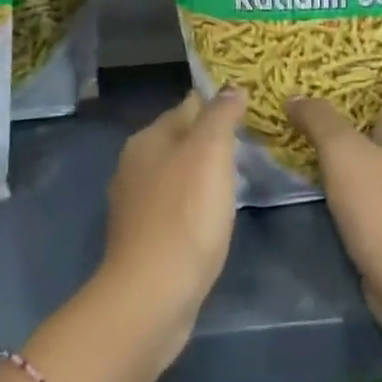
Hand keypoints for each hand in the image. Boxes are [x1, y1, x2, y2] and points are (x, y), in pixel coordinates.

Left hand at [98, 88, 246, 360]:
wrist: (152, 293)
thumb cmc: (186, 215)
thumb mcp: (210, 153)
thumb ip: (220, 116)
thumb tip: (231, 87)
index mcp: (148, 139)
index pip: (187, 107)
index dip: (216, 105)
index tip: (246, 110)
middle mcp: (134, 164)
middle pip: (178, 140)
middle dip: (208, 140)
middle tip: (246, 145)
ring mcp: (134, 202)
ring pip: (174, 174)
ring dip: (199, 174)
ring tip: (233, 179)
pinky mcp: (141, 237)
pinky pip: (172, 207)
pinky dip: (191, 205)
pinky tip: (209, 217)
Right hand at [286, 44, 381, 350]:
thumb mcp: (346, 156)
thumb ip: (320, 121)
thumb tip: (296, 97)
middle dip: (366, 84)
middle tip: (328, 60)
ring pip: (371, 141)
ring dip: (347, 122)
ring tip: (312, 102)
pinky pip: (360, 172)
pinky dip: (340, 158)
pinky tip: (314, 157)